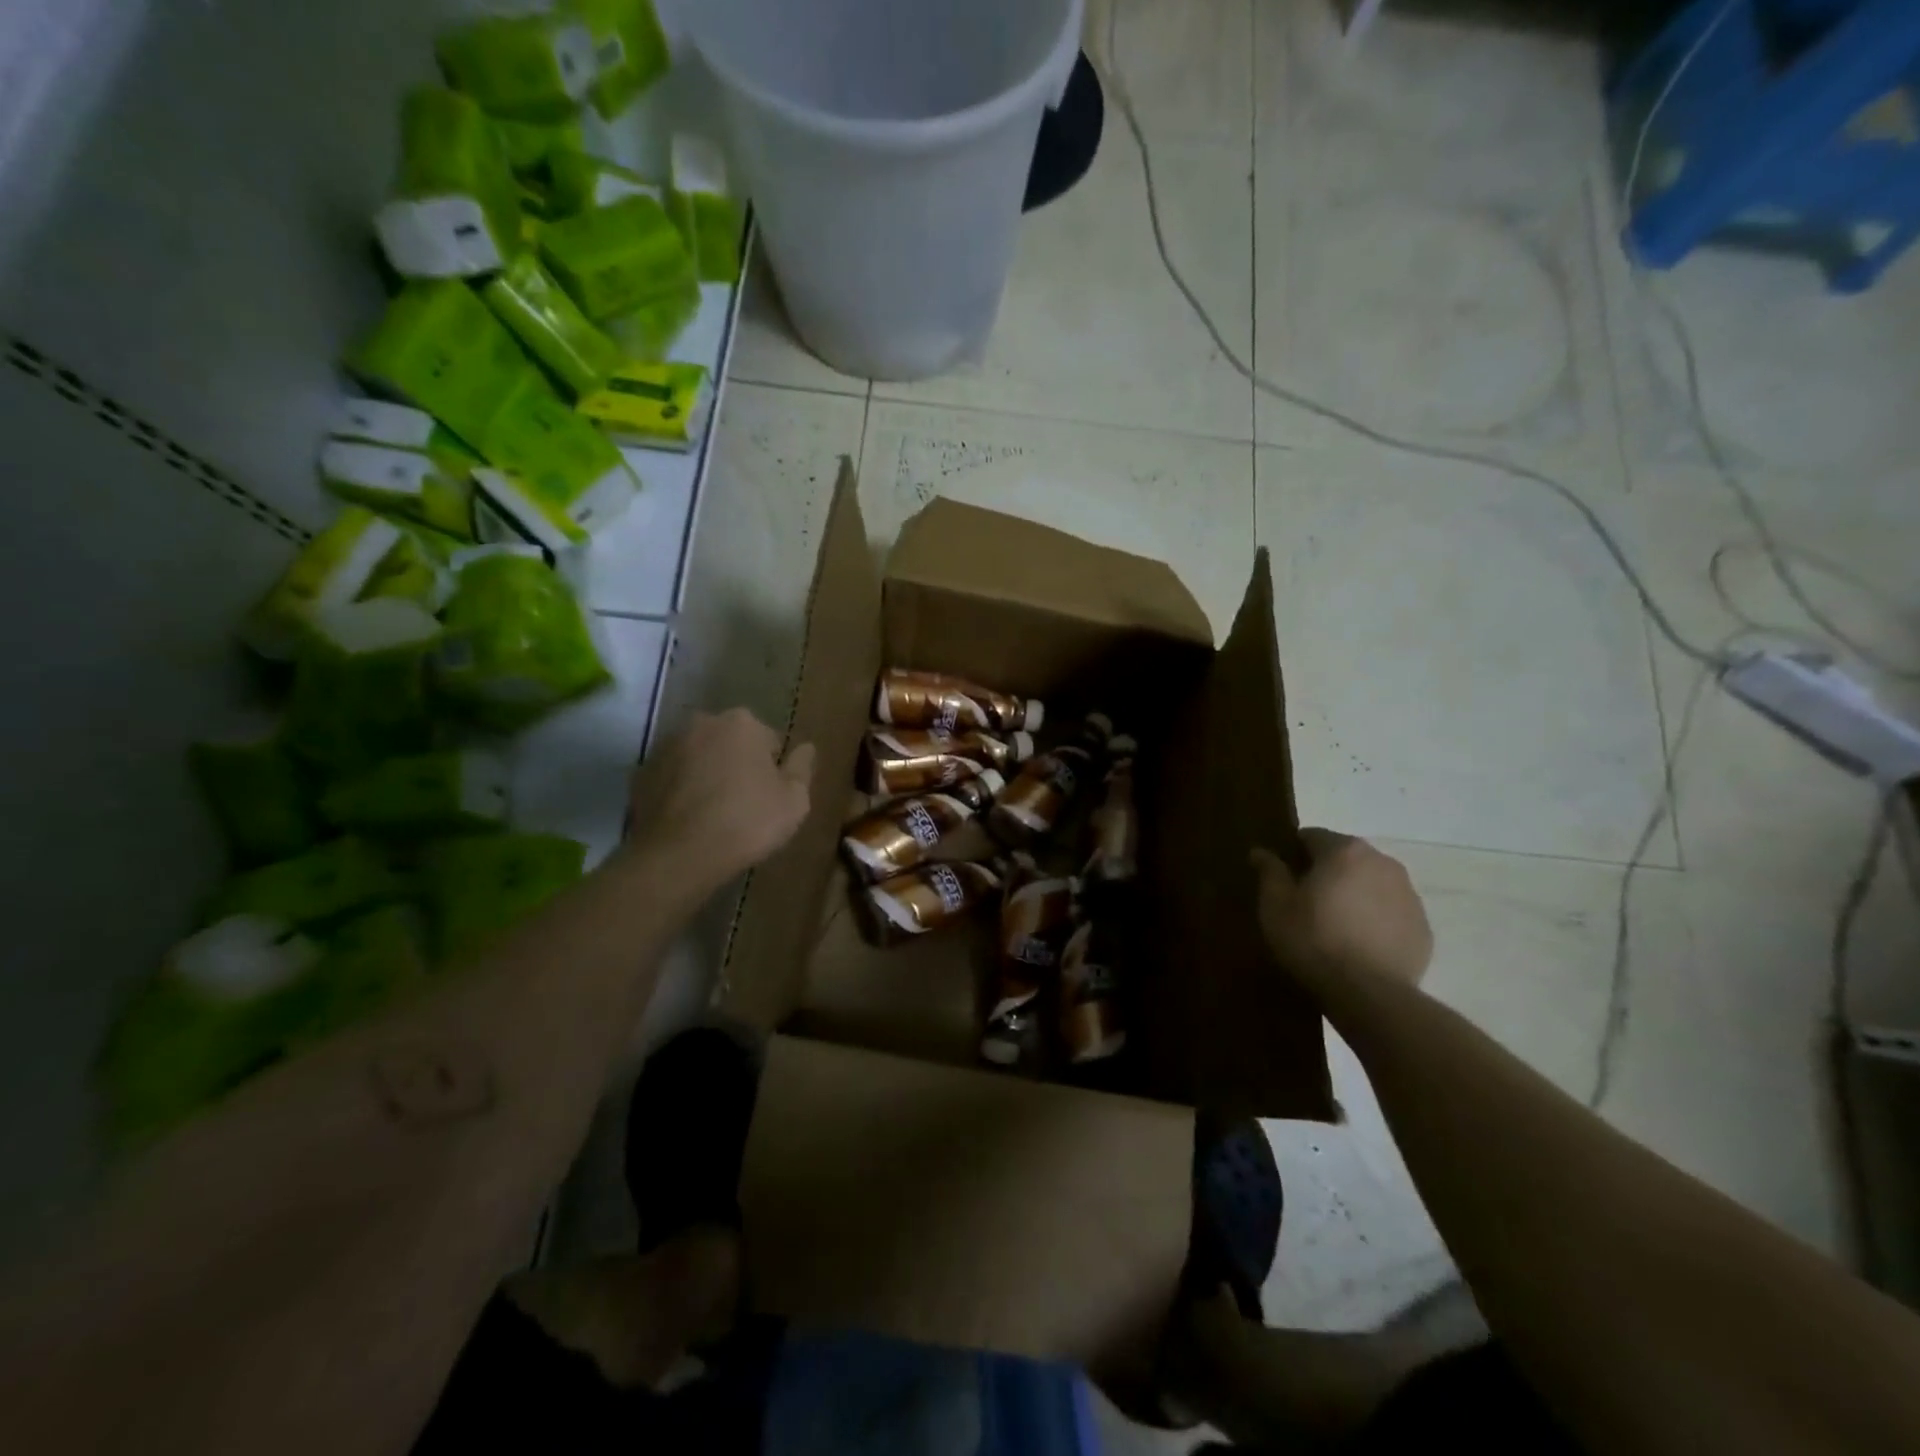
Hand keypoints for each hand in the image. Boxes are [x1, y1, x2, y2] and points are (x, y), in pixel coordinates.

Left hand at [626, 709, 814, 891]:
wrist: (679, 855)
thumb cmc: (747, 822)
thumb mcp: (794, 800)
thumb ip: (802, 767)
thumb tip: (806, 747)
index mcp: (742, 723)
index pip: (769, 741)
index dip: (774, 771)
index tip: (771, 797)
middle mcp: (702, 723)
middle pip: (731, 744)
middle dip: (738, 765)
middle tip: (745, 805)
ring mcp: (667, 746)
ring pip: (700, 757)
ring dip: (709, 775)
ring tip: (715, 814)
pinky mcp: (642, 772)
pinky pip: (674, 777)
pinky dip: (682, 790)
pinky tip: (689, 819)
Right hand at [1252, 830, 1431, 997]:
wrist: (1371, 995)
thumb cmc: (1313, 941)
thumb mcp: (1276, 906)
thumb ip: (1269, 872)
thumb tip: (1261, 851)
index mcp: (1344, 851)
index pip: (1311, 836)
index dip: (1292, 854)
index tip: (1282, 878)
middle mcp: (1382, 862)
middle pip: (1345, 857)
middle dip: (1326, 872)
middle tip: (1306, 902)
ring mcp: (1409, 894)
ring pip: (1371, 882)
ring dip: (1353, 893)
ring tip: (1335, 925)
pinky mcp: (1423, 926)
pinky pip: (1390, 911)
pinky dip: (1375, 918)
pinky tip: (1359, 944)